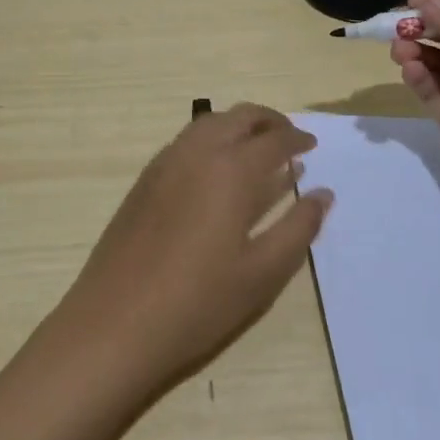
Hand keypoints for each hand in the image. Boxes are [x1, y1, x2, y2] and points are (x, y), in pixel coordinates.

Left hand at [57, 104, 332, 391]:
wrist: (115, 322)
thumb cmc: (199, 302)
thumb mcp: (262, 272)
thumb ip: (298, 228)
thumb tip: (323, 194)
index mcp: (231, 171)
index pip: (273, 140)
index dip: (296, 139)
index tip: (312, 146)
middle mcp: (197, 154)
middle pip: (237, 117)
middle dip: (267, 121)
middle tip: (288, 138)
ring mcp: (164, 164)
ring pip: (207, 124)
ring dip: (236, 126)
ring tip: (256, 150)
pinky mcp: (143, 181)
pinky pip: (184, 142)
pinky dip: (210, 140)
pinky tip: (216, 171)